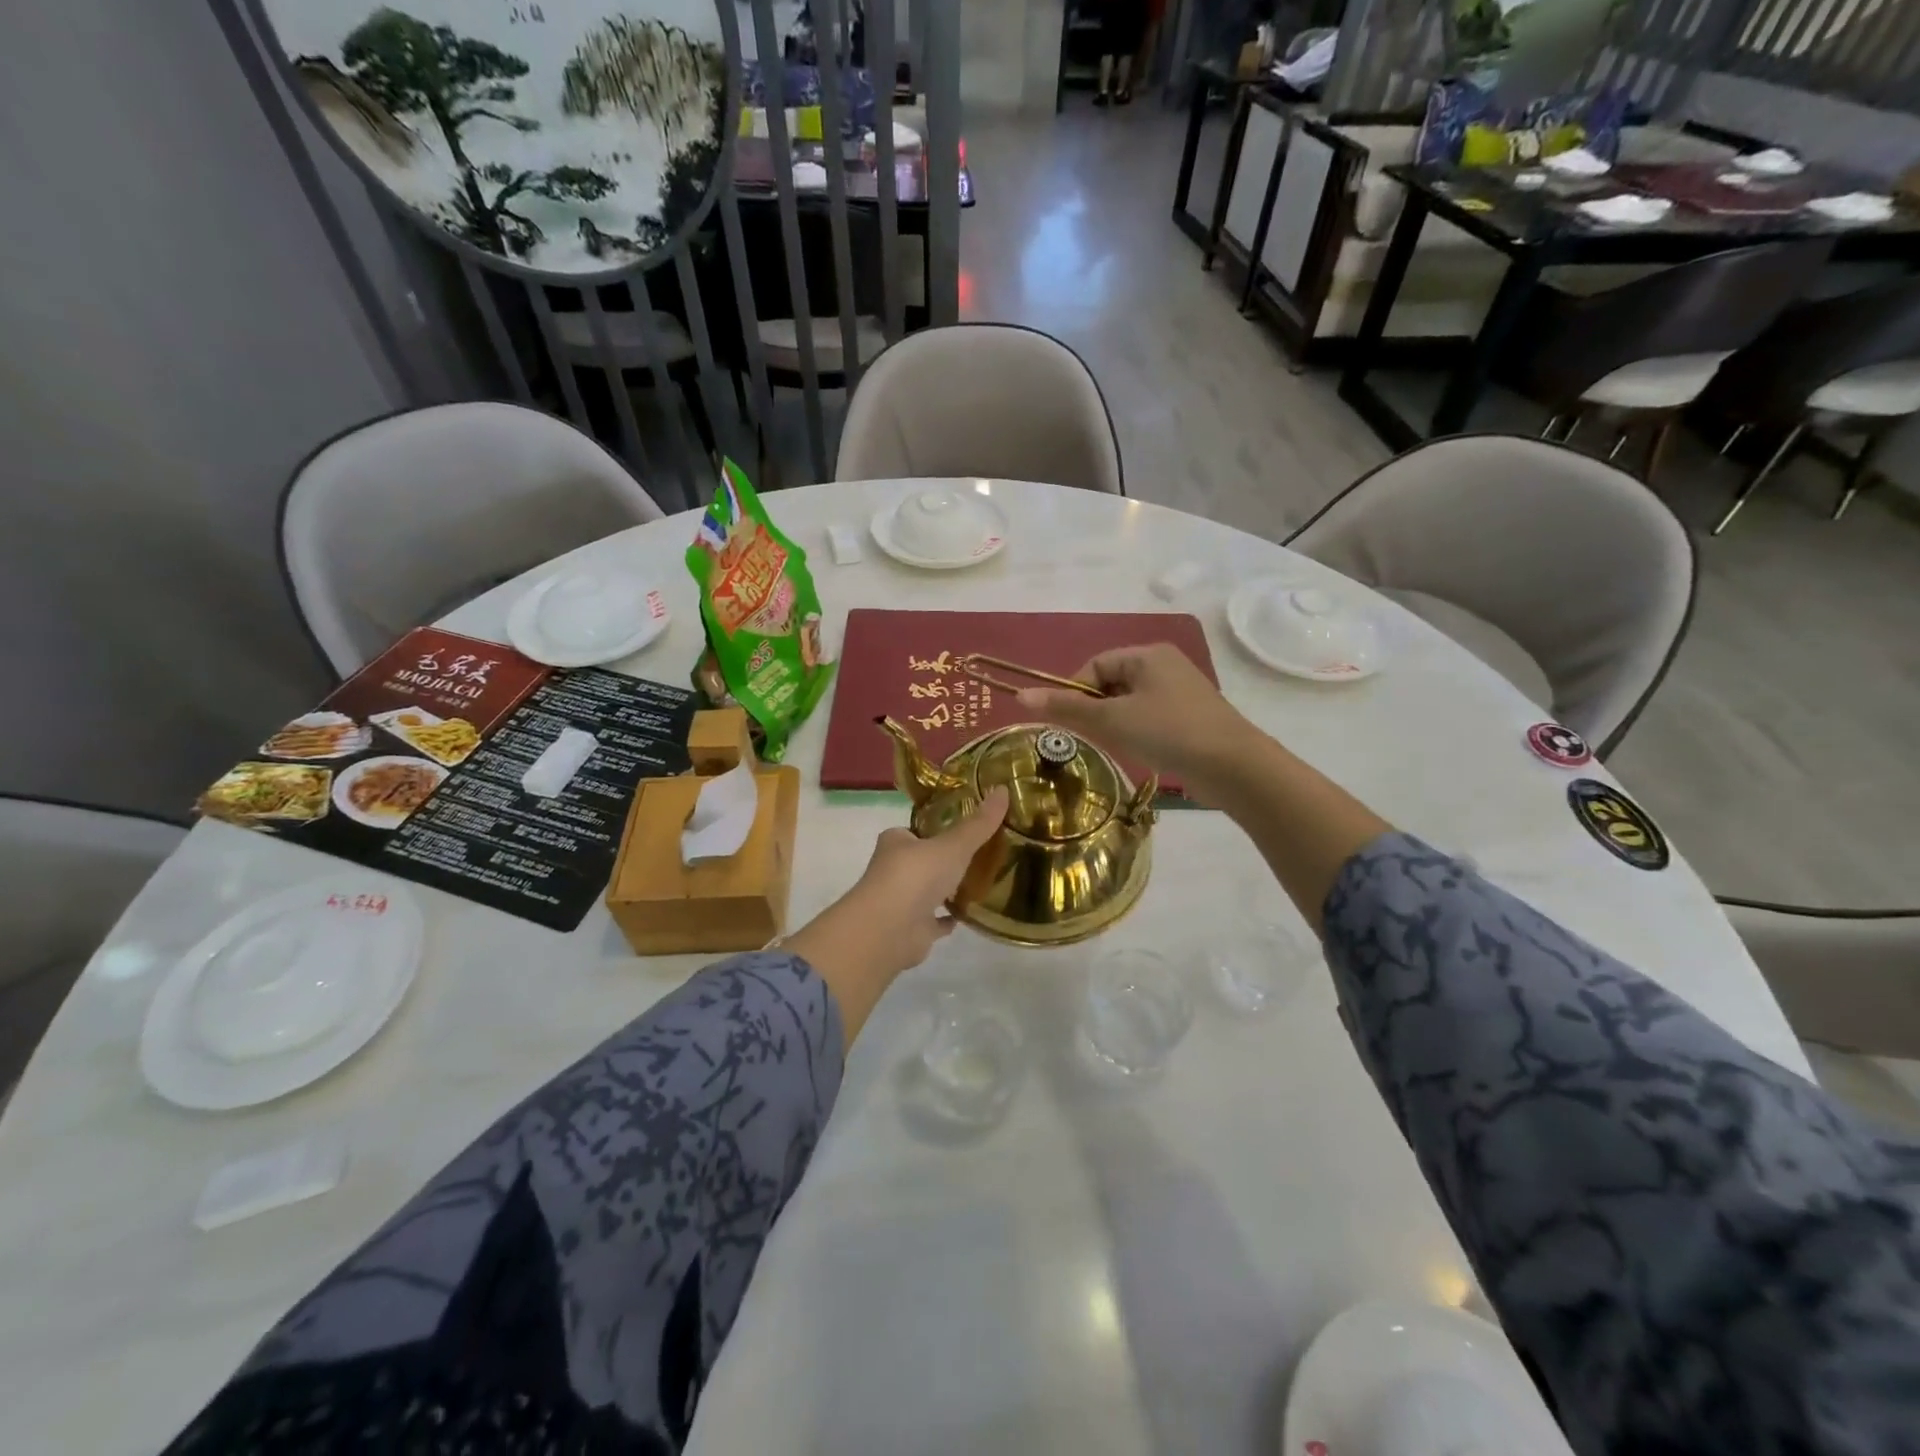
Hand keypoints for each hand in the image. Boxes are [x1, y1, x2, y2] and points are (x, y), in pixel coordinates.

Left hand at [785, 787, 1008, 1038]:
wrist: (890, 930)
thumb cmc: (916, 876)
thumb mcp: (953, 844)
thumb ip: (979, 823)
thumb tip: (1003, 789)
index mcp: (896, 842)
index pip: (916, 830)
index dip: (937, 829)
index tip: (965, 829)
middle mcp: (894, 870)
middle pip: (923, 860)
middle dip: (945, 860)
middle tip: (980, 855)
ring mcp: (901, 902)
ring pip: (928, 891)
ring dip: (947, 889)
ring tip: (980, 882)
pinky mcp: (911, 930)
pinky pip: (934, 921)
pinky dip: (948, 919)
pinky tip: (968, 915)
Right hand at [1015, 644, 1255, 805]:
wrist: (1233, 766)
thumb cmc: (1168, 732)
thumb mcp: (1112, 719)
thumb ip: (1067, 707)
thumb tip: (1020, 695)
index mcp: (1147, 654)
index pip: (1095, 665)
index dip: (1075, 690)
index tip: (1067, 720)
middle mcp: (1165, 665)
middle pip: (1112, 682)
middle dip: (1095, 708)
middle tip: (1089, 737)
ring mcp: (1181, 691)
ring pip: (1130, 702)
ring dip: (1115, 722)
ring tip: (1115, 746)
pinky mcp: (1191, 716)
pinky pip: (1150, 716)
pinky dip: (1137, 731)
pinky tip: (1139, 751)